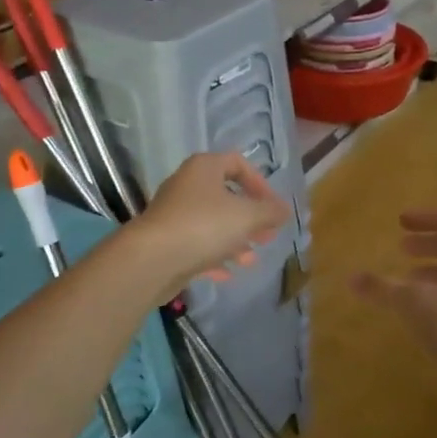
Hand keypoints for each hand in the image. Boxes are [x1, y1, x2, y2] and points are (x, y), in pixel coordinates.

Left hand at [133, 152, 291, 298]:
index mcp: (204, 168)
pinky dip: (213, 257)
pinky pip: (196, 245)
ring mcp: (174, 214)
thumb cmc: (204, 226)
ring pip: (212, 224)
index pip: (237, 163)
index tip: (272, 207)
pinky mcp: (166, 241)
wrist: (152, 259)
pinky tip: (227, 275)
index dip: (260, 183)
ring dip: (234, 241)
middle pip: (225, 196)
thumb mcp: (247, 217)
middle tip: (268, 236)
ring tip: (251, 260)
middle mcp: (187, 185)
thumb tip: (285, 210)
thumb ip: (270, 212)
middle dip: (250, 218)